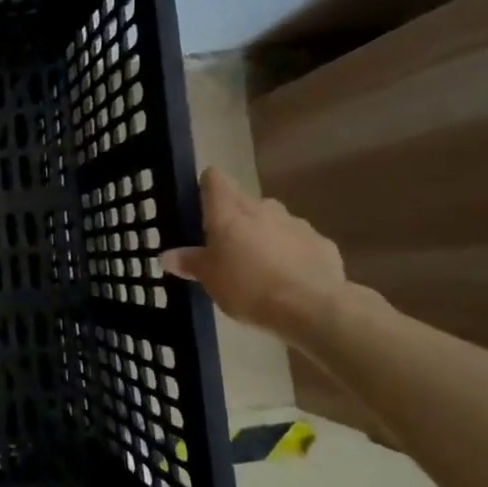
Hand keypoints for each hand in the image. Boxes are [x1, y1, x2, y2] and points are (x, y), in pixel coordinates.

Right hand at [159, 167, 348, 342]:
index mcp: (229, 211)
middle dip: (235, 218)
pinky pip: (298, 242)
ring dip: (264, 235)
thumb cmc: (248, 286)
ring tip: (258, 266)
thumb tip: (166, 256)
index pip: (215, 179)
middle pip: (244, 201)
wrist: (311, 306)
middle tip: (225, 246)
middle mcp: (263, 208)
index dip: (207, 187)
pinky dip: (291, 253)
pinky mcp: (321, 243)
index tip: (201, 205)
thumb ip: (189, 262)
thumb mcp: (209, 278)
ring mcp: (296, 223)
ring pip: (273, 221)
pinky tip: (288, 279)